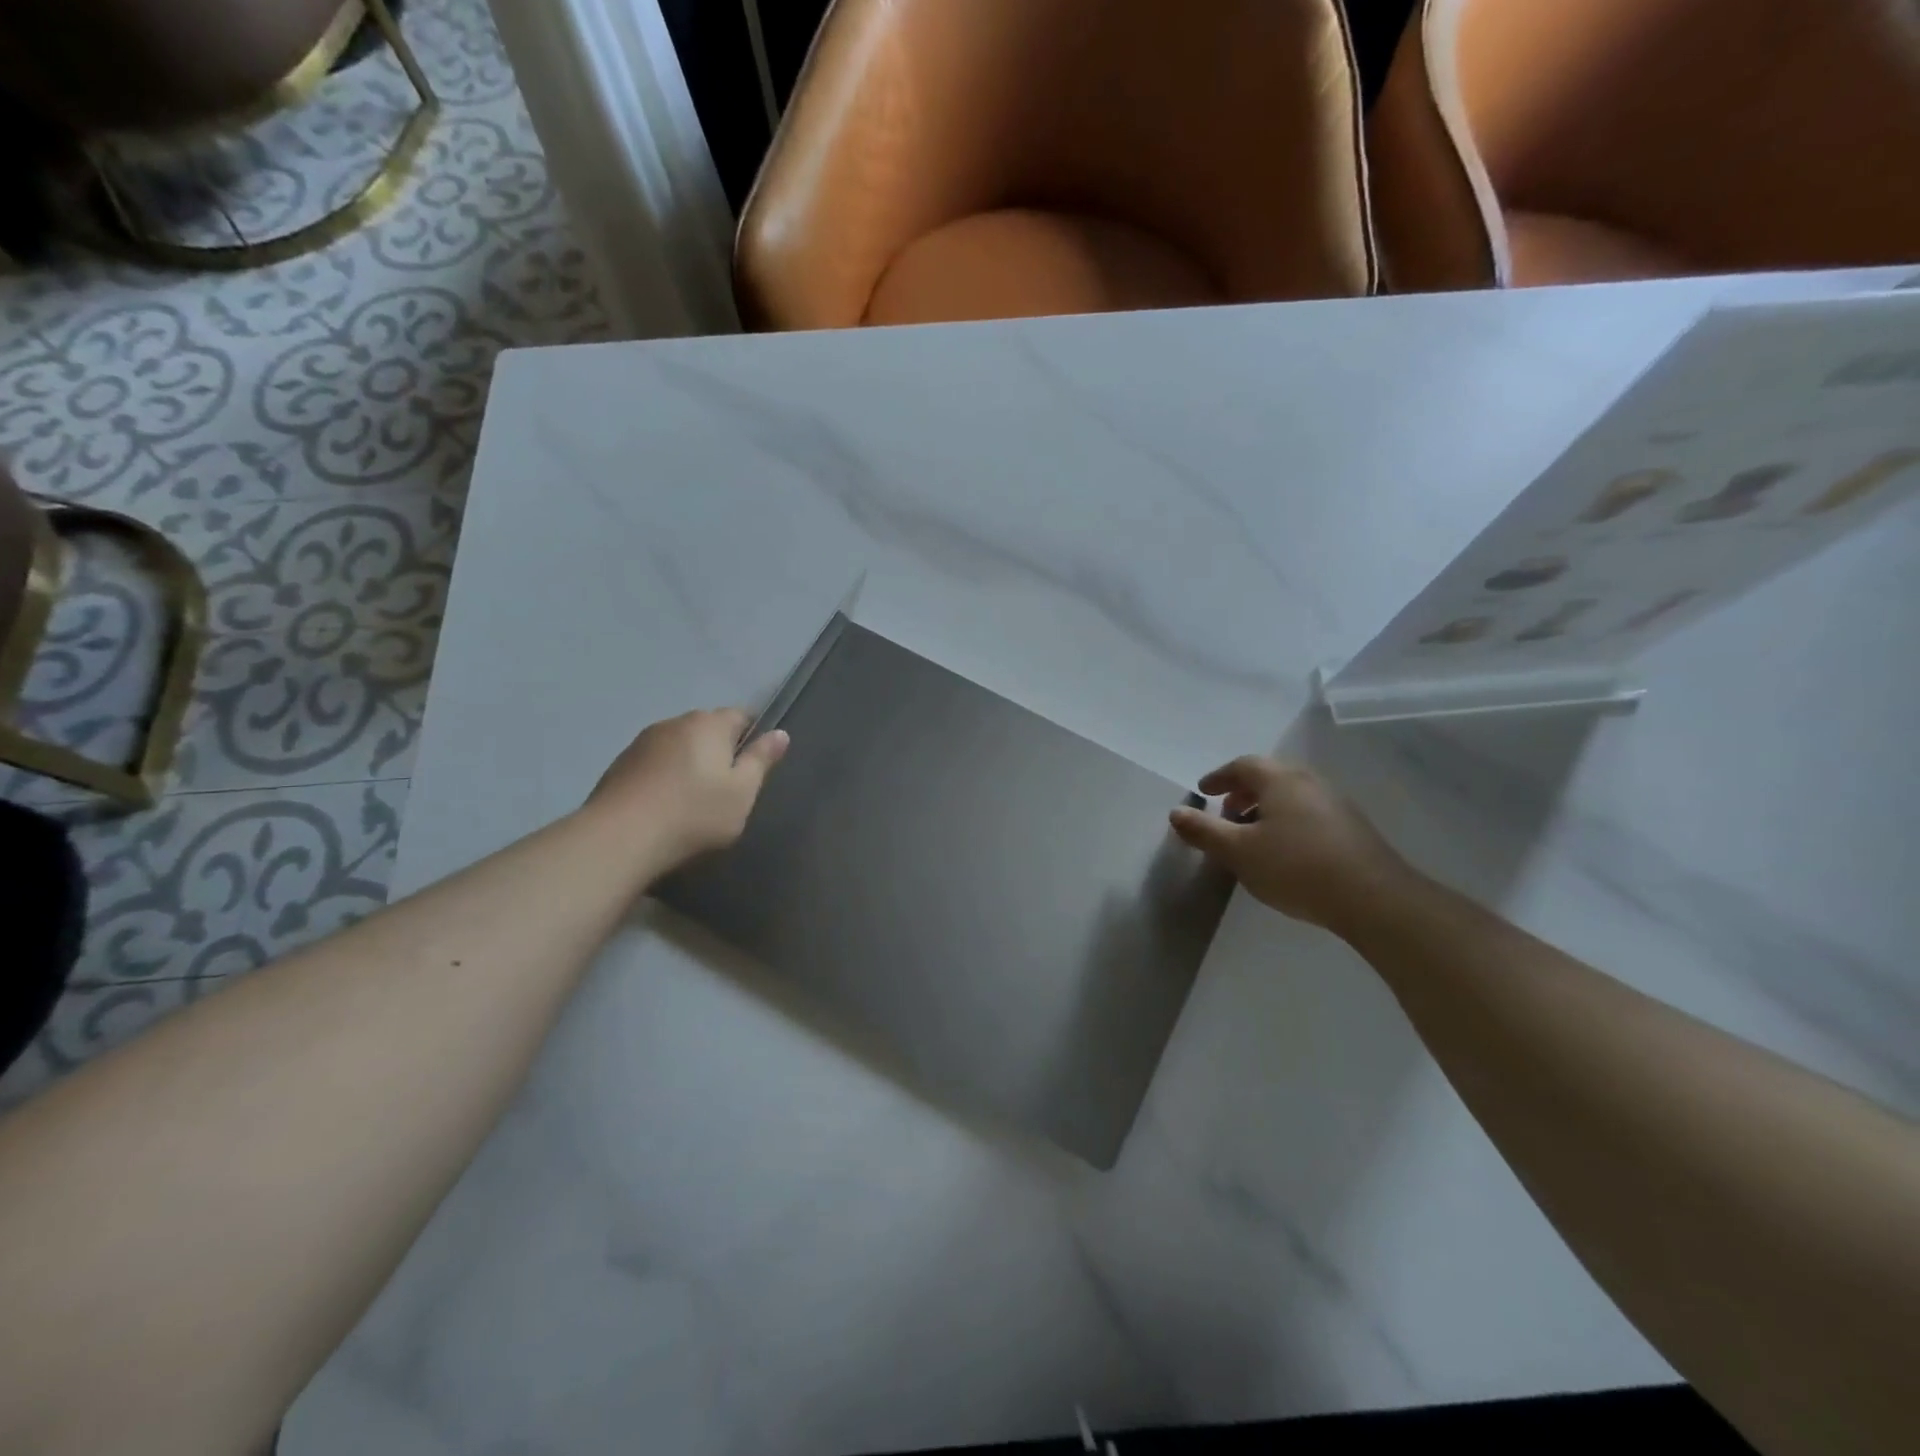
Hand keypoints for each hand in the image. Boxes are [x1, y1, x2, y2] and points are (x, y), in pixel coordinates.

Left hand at [586, 708, 788, 870]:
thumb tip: (780, 733)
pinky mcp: (619, 764)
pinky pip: (654, 763)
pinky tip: (663, 805)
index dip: (752, 736)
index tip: (754, 766)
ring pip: (678, 745)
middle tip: (726, 789)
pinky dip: (664, 776)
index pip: (741, 715)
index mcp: (709, 724)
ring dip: (689, 763)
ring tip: (691, 799)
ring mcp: (643, 742)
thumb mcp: (742, 792)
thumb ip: (761, 760)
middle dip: (719, 750)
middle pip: (707, 729)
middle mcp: (675, 722)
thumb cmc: (694, 814)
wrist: (620, 838)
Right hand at [1169, 757, 1416, 934]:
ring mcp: (1335, 803)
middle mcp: (1309, 782)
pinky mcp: (1352, 827)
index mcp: (1280, 780)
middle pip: (1270, 776)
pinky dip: (1288, 820)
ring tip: (1253, 836)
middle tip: (1226, 813)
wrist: (1373, 898)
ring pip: (1291, 795)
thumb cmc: (1295, 867)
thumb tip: (1176, 812)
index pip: (1243, 765)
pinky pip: (1309, 812)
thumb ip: (1204, 831)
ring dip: (1266, 807)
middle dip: (1243, 792)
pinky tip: (1285, 851)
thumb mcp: (1238, 852)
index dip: (1219, 776)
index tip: (1203, 791)